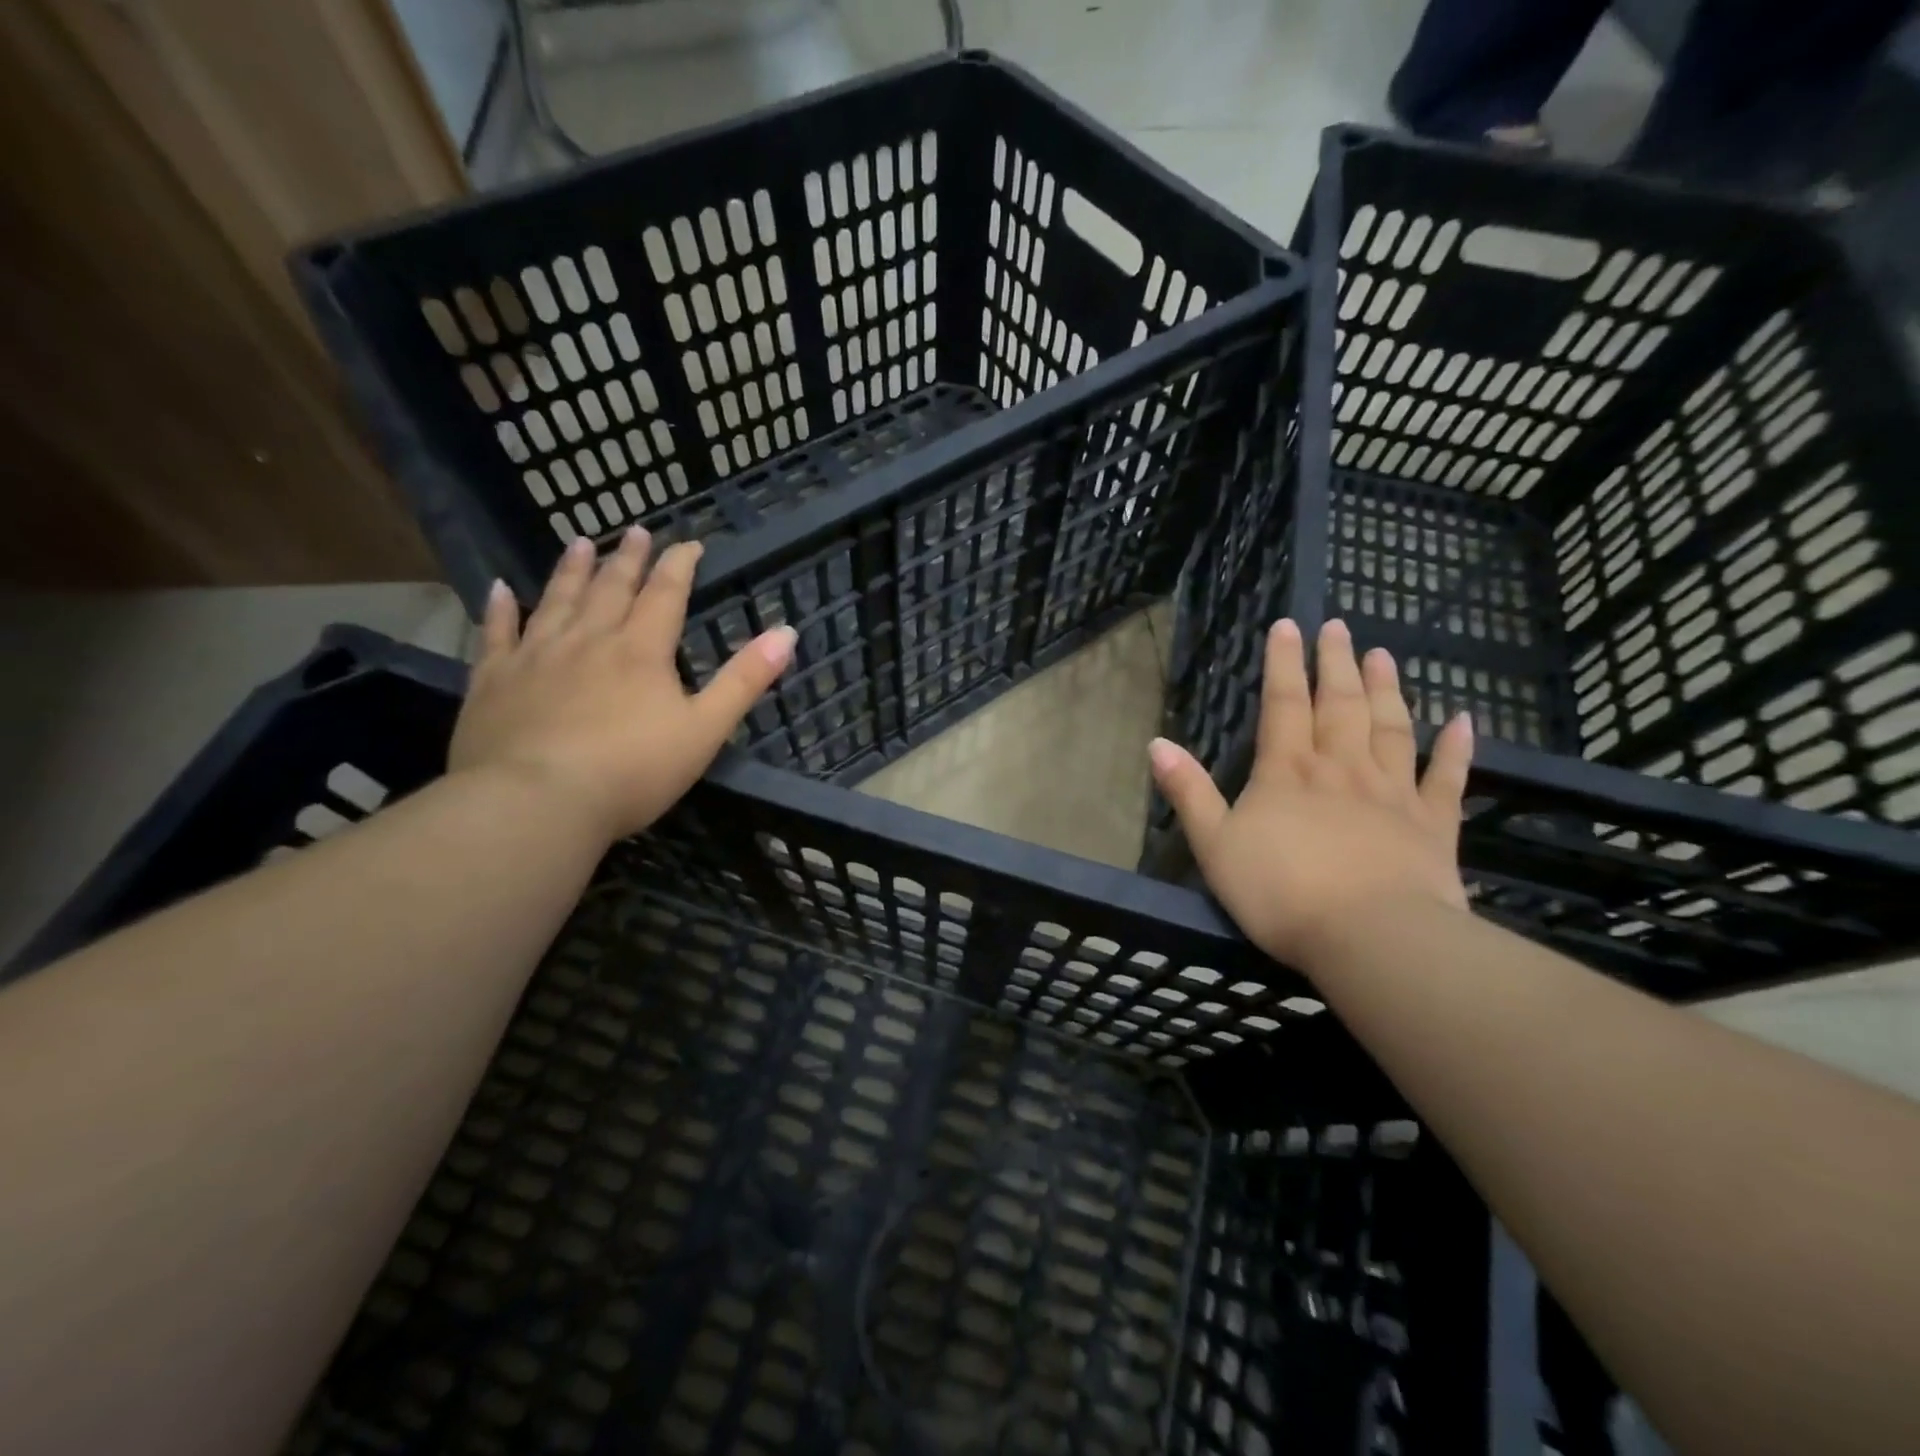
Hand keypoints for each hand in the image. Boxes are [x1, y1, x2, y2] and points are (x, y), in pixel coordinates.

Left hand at [448, 529, 794, 843]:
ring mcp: (536, 656)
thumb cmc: (632, 771)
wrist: (536, 802)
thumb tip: (786, 632)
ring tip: (580, 543)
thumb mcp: (705, 729)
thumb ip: (744, 680)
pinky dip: (500, 608)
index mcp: (641, 651)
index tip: (689, 544)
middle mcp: (589, 640)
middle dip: (628, 559)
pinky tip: (499, 589)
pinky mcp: (494, 681)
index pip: (666, 595)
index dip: (680, 566)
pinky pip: (496, 633)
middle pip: (611, 588)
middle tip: (635, 531)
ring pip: (557, 600)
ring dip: (572, 570)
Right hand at [1149, 618, 1473, 971]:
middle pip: (1340, 704)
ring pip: (1391, 728)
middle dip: (1336, 663)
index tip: (1287, 625)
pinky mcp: (1433, 825)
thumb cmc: (1280, 893)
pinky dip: (1456, 748)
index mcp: (1288, 771)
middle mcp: (1341, 768)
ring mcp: (1392, 793)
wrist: (1370, 938)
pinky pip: (1447, 777)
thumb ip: (1188, 792)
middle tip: (1340, 626)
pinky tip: (1464, 721)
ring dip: (1386, 689)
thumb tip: (1157, 743)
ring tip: (1383, 655)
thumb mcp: (1214, 845)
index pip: (1283, 704)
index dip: (1284, 664)